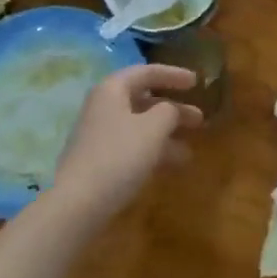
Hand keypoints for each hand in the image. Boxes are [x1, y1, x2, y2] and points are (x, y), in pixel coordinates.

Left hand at [51, 65, 202, 227]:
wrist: (77, 205)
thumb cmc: (119, 155)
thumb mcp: (153, 128)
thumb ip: (169, 111)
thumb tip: (170, 110)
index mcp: (112, 90)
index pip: (146, 72)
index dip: (173, 75)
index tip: (197, 82)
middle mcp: (103, 107)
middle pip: (144, 100)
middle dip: (174, 109)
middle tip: (199, 119)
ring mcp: (99, 135)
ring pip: (140, 126)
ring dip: (166, 134)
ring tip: (191, 150)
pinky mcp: (99, 161)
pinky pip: (132, 146)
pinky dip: (153, 151)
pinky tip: (172, 166)